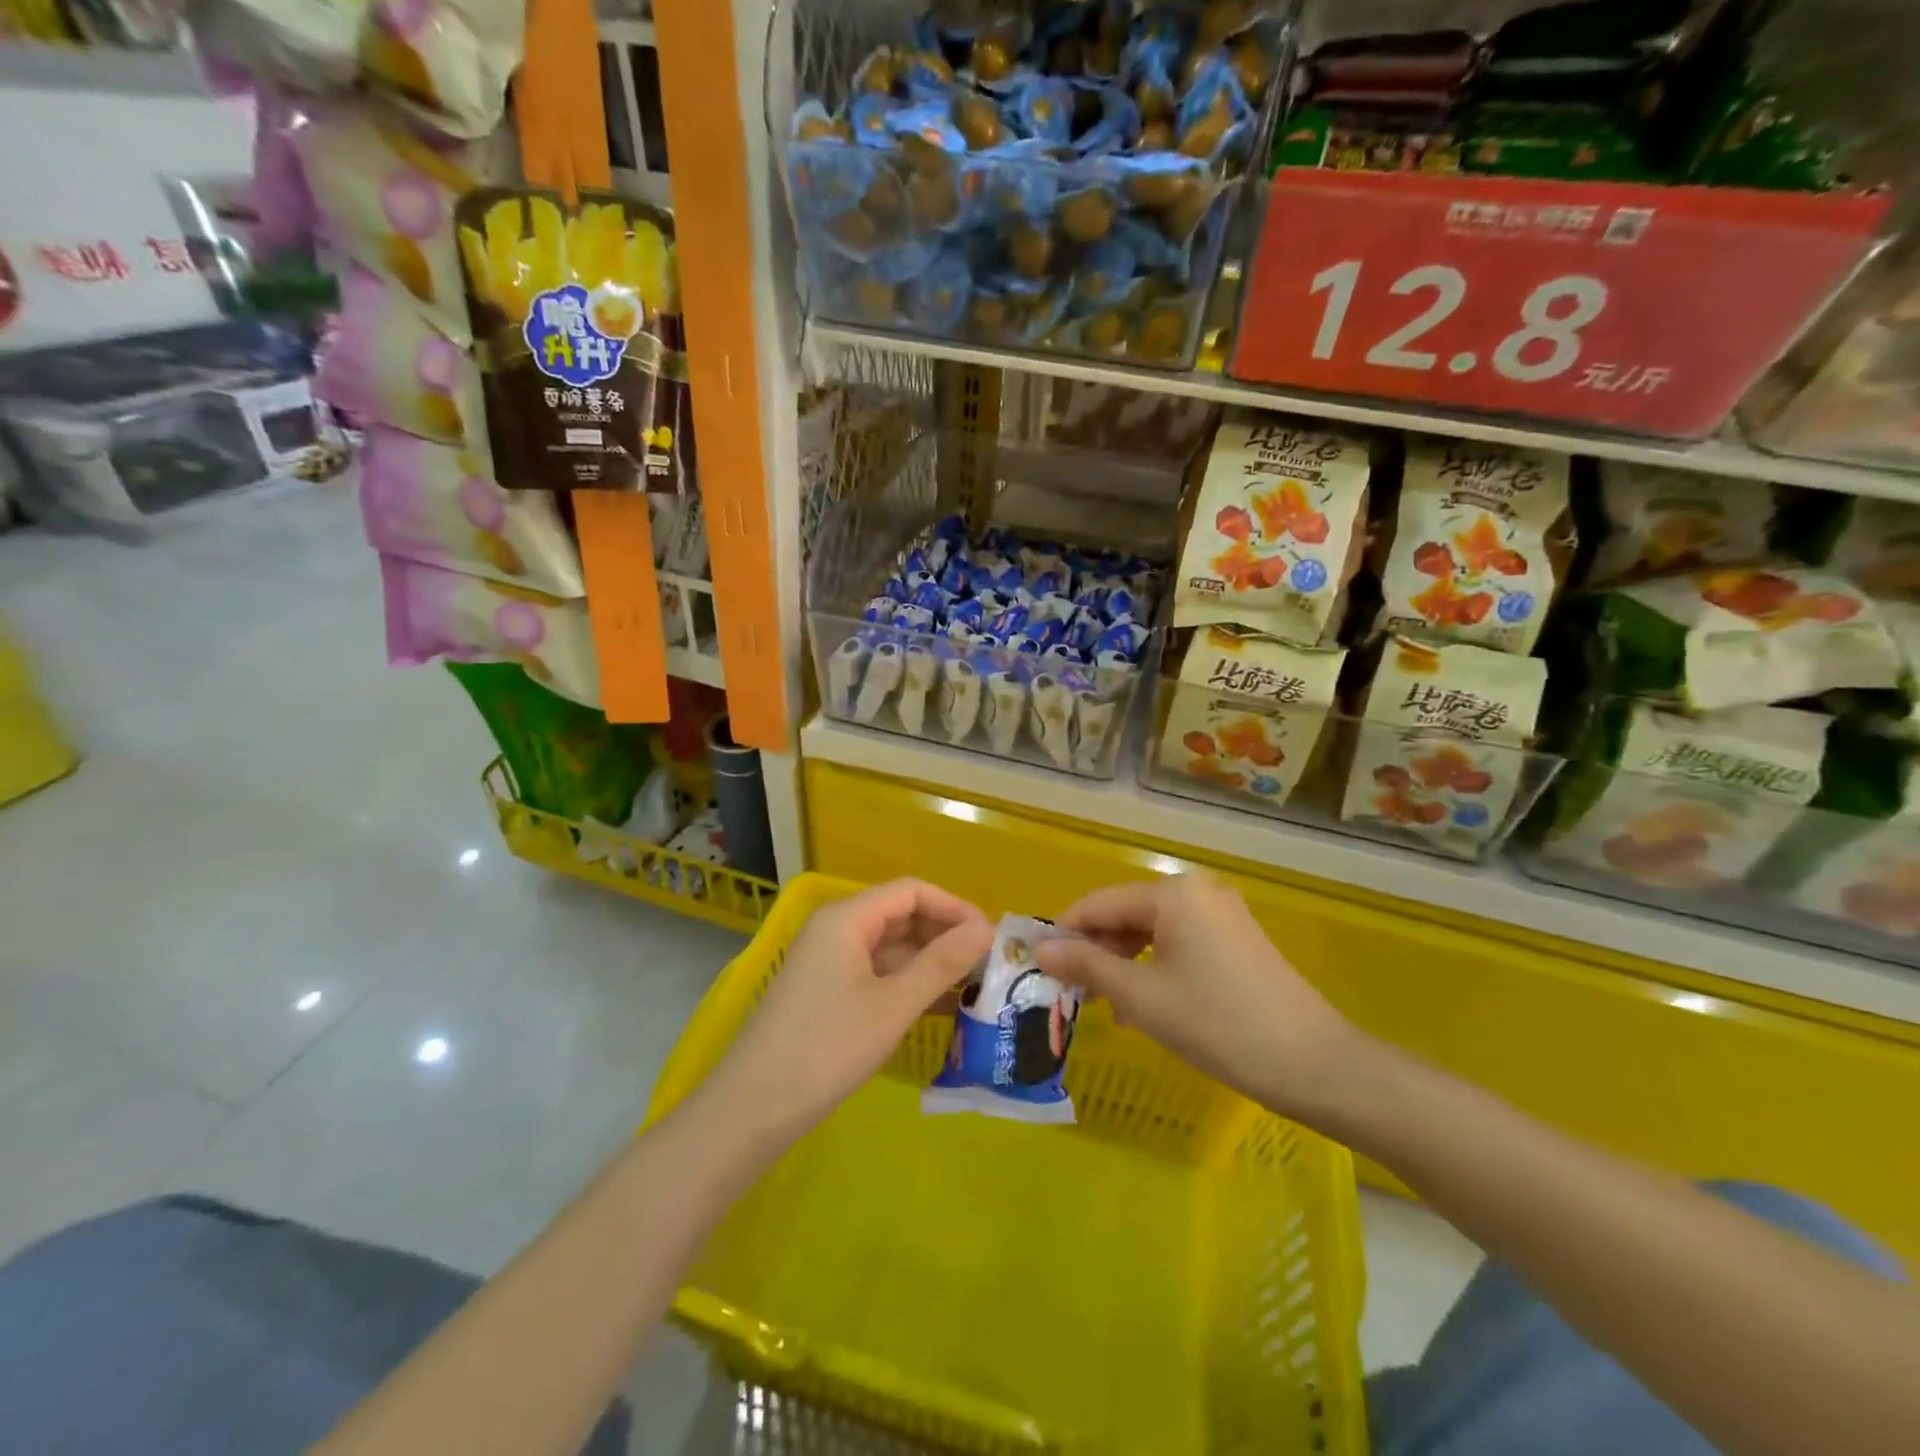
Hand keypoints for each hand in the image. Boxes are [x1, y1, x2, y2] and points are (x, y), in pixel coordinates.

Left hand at [712, 879, 993, 1142]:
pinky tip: (937, 1005)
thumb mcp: (893, 1004)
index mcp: (846, 918)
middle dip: (944, 934)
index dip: (954, 907)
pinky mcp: (824, 991)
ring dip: (928, 961)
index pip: (911, 891)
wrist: (753, 1109)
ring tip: (971, 985)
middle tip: (986, 963)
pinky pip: (875, 972)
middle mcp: (834, 929)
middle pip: (899, 915)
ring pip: (889, 946)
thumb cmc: (827, 1048)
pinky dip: (906, 982)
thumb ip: (942, 962)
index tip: (990, 936)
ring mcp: (827, 961)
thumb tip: (987, 929)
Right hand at [1033, 873, 1361, 1124]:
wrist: (1315, 1064)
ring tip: (1106, 1006)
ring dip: (1123, 963)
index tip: (1038, 965)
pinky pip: (1179, 943)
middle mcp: (1197, 892)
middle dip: (1095, 950)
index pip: (1099, 903)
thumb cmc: (1217, 1024)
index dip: (1064, 932)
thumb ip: (1087, 966)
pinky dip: (1154, 967)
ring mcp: (1221, 915)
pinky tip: (1143, 1005)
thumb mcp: (1141, 996)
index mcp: (1172, 894)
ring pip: (1152, 930)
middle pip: (1126, 913)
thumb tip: (1040, 950)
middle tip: (1072, 993)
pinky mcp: (1237, 940)